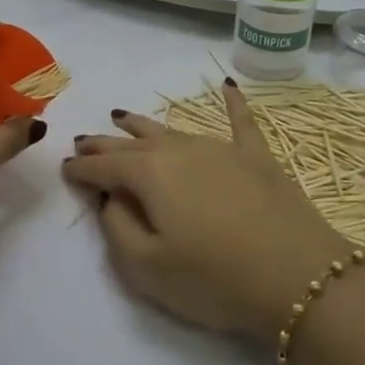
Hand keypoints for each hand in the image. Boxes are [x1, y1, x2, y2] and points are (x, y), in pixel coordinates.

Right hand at [61, 79, 348, 342]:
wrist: (298, 277)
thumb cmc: (214, 279)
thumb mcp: (147, 267)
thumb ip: (118, 228)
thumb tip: (111, 197)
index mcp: (150, 175)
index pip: (104, 166)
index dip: (81, 168)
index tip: (65, 167)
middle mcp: (181, 151)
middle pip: (134, 143)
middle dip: (106, 142)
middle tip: (84, 140)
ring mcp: (222, 149)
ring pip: (173, 130)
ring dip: (145, 125)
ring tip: (123, 118)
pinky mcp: (258, 157)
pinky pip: (241, 121)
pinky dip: (233, 103)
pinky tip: (228, 86)